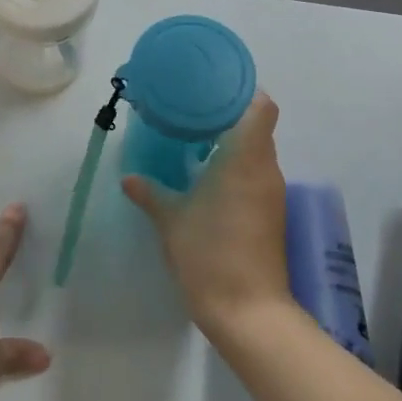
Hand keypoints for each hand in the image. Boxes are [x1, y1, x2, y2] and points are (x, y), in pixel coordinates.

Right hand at [123, 91, 290, 336]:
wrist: (248, 311)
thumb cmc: (209, 254)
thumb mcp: (171, 220)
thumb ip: (150, 193)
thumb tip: (129, 177)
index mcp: (245, 159)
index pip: (261, 107)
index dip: (243, 91)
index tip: (213, 89)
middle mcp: (266, 170)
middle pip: (258, 127)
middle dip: (229, 116)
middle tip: (192, 112)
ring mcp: (271, 194)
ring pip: (257, 153)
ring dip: (232, 143)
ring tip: (196, 141)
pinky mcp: (271, 215)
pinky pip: (256, 175)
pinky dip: (237, 168)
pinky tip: (208, 178)